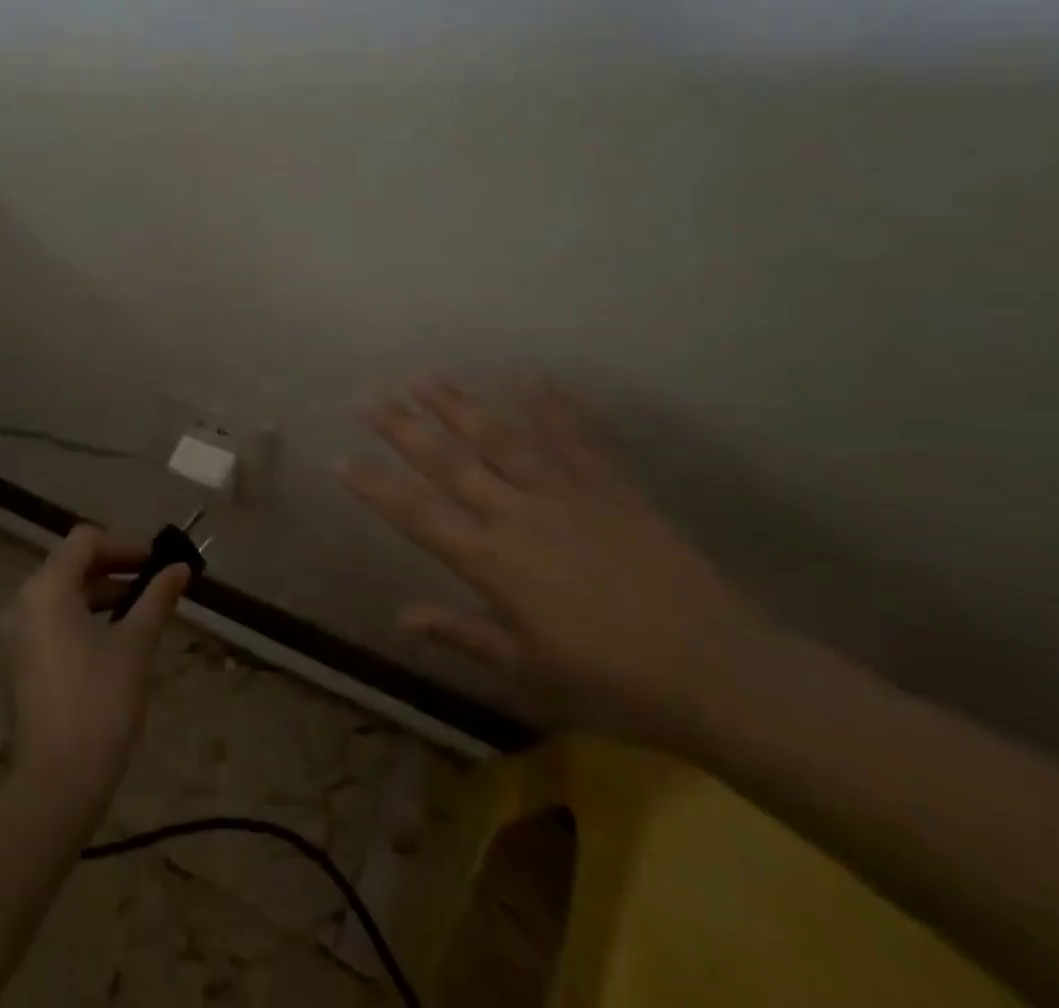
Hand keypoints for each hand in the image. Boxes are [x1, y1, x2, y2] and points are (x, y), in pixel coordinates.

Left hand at [0, 525, 188, 817]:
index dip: (125, 545)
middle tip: (154, 581)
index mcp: (47, 589)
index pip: (86, 541)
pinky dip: (84, 615)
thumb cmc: (101, 702)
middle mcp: (24, 603)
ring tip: (142, 608)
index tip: (157, 563)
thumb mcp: (136, 643)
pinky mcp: (20, 661)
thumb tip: (180, 567)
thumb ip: (157, 597)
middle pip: (71, 563)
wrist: (58, 782)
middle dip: (114, 567)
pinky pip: (53, 619)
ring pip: (62, 592)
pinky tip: (116, 636)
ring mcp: (17, 634)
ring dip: (102, 591)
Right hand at [340, 379, 773, 742]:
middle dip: (404, 426)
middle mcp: (521, 515)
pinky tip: (533, 377)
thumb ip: (463, 635)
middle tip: (371, 393)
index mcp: (495, 563)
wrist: (718, 671)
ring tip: (428, 374)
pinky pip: (576, 437)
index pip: (419, 516)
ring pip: (503, 437)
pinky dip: (553, 405)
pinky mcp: (611, 486)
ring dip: (461, 404)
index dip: (375, 487)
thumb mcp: (528, 671)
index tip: (340, 459)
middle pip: (451, 462)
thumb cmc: (613, 683)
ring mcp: (567, 493)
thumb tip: (401, 617)